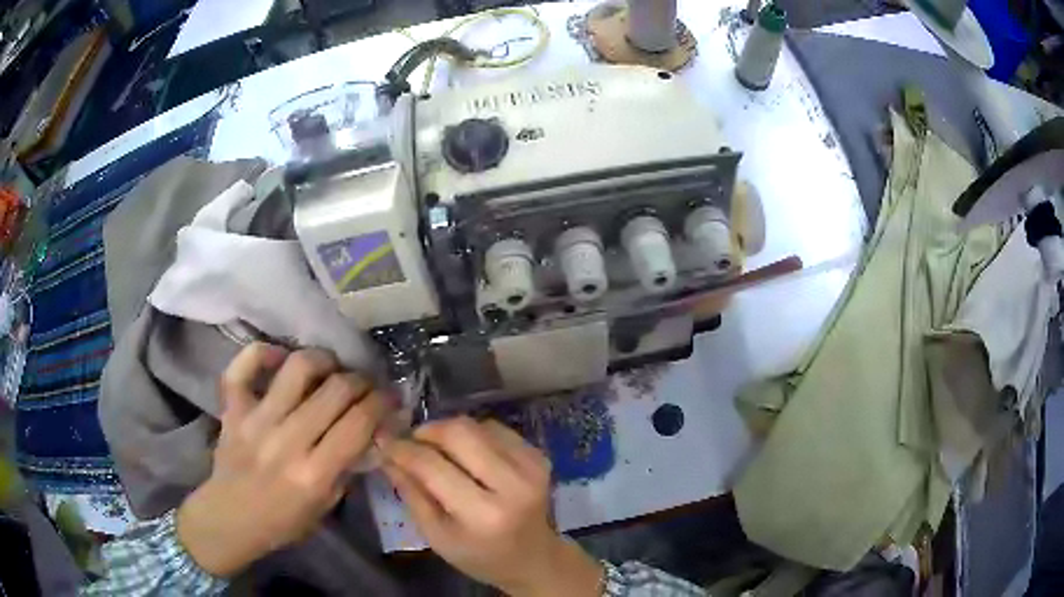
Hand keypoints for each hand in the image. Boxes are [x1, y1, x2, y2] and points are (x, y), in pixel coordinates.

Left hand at [176, 343, 392, 576]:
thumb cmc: (283, 521)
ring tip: (331, 368)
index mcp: (313, 473)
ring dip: (323, 360)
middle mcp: (286, 441)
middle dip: (360, 381)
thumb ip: (348, 466)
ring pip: (297, 367)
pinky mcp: (232, 408)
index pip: (358, 423)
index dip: (382, 403)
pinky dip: (263, 352)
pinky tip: (281, 358)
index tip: (390, 397)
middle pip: (335, 390)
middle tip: (365, 384)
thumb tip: (372, 430)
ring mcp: (255, 420)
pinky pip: (244, 366)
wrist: (230, 518)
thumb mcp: (327, 505)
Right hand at [383, 417, 602, 596]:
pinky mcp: (539, 456)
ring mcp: (531, 467)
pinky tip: (467, 454)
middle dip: (427, 432)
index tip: (385, 443)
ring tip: (439, 451)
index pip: (433, 467)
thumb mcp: (437, 536)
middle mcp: (512, 485)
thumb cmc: (479, 556)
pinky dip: (474, 435)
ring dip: (450, 432)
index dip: (403, 450)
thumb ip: (412, 494)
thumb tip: (387, 454)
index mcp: (483, 515)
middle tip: (412, 443)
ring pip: (477, 426)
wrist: (534, 559)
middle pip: (459, 433)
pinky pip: (496, 429)